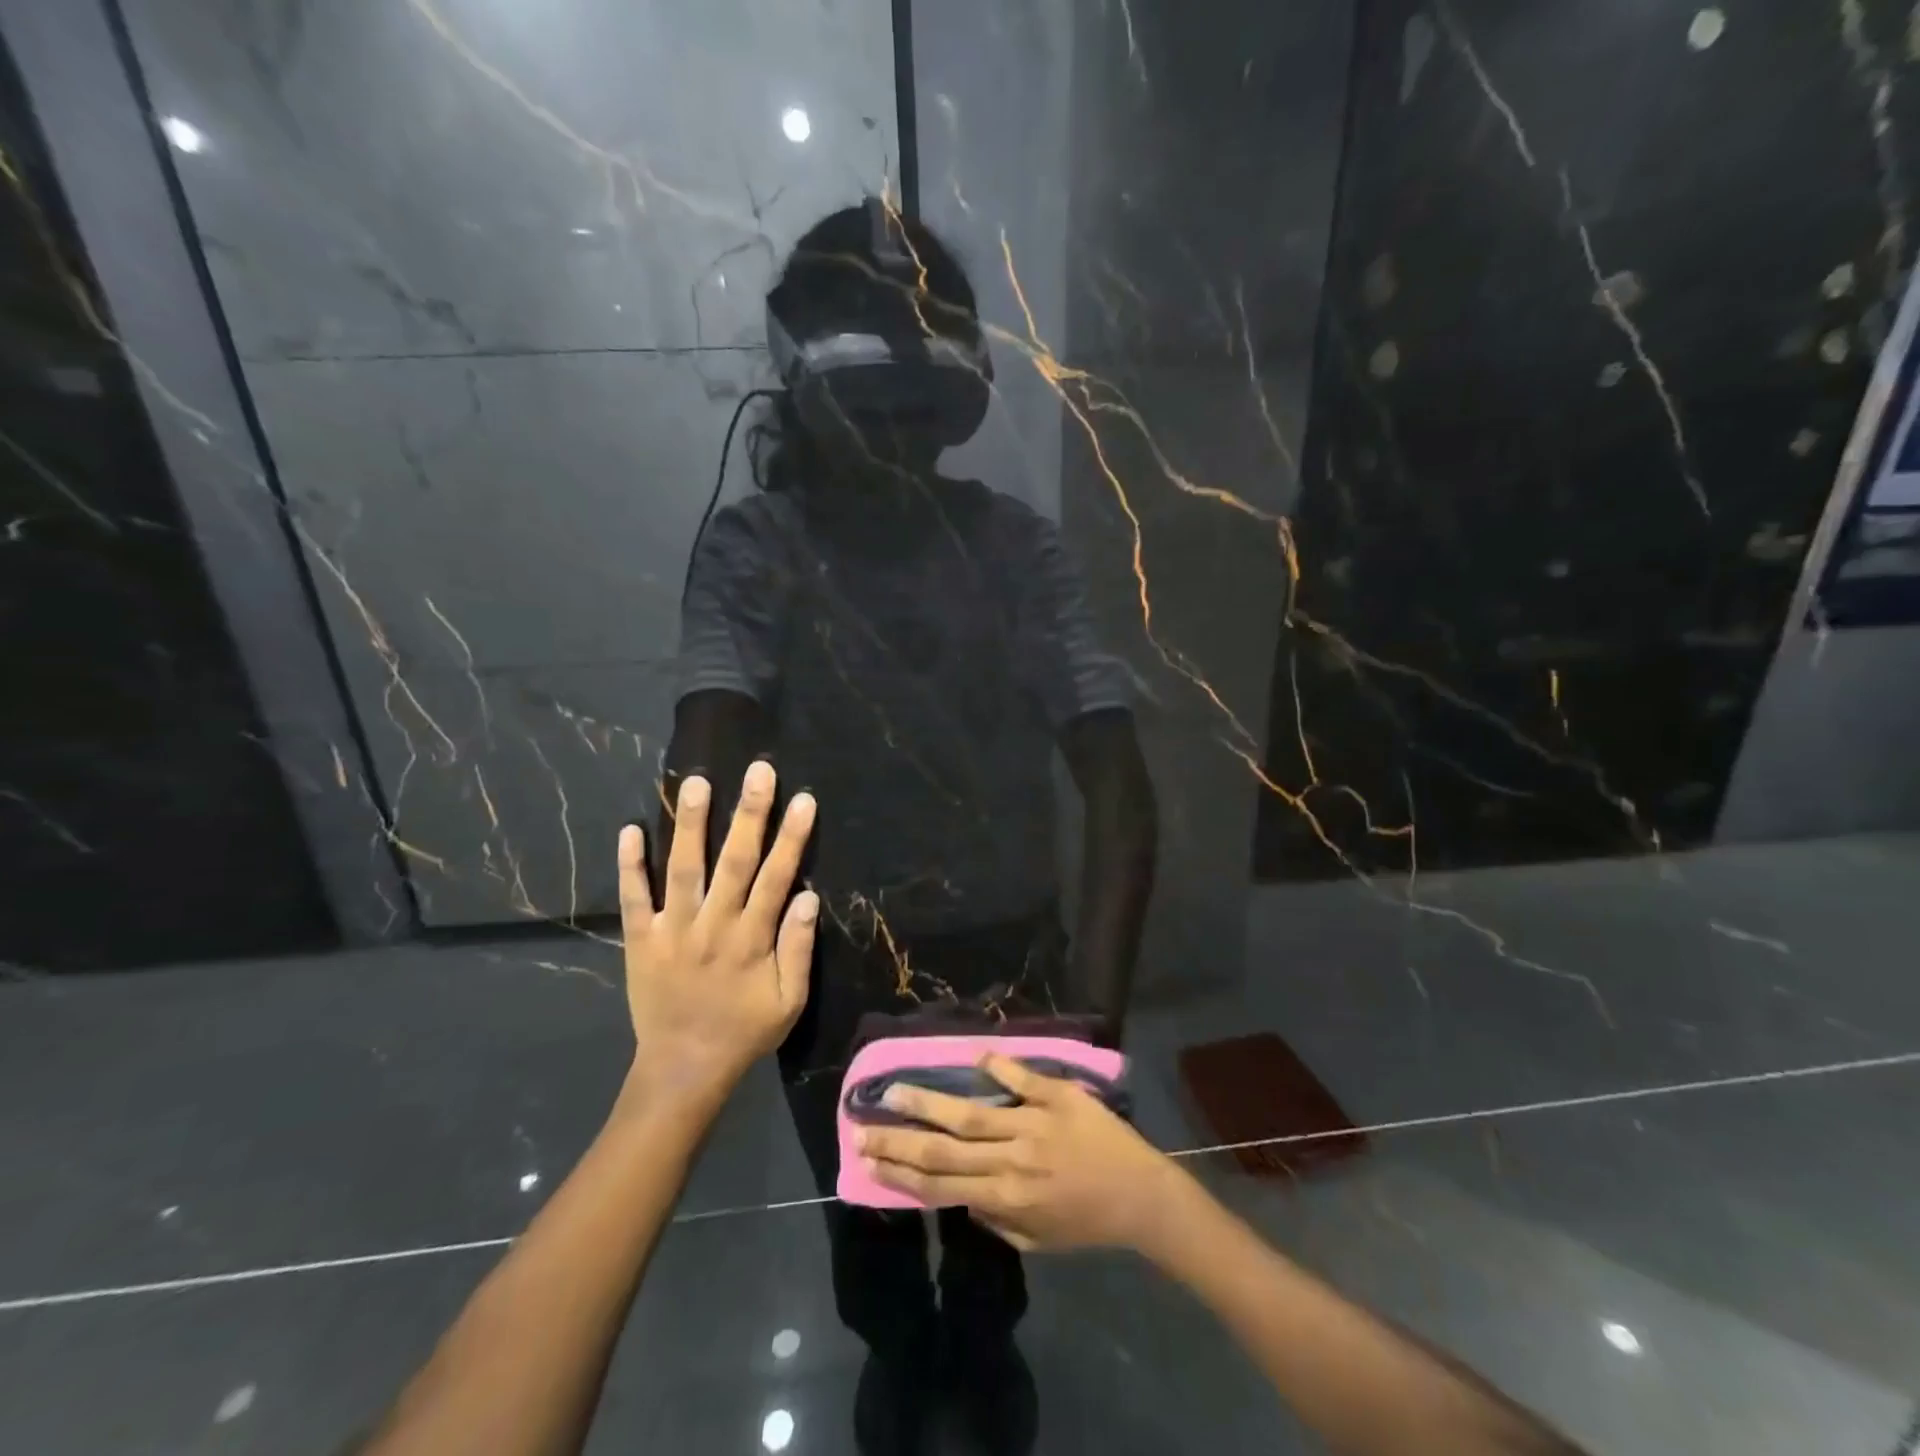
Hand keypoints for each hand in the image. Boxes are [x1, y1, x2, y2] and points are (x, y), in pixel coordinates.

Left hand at [618, 762, 817, 1109]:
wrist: (683, 1069)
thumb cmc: (744, 1032)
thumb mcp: (789, 1002)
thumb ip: (799, 949)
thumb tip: (809, 898)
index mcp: (751, 940)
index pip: (776, 878)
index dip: (791, 838)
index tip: (803, 799)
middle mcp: (712, 926)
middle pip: (733, 862)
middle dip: (748, 814)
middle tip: (757, 770)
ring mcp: (672, 931)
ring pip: (682, 870)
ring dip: (689, 825)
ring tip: (695, 783)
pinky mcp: (640, 940)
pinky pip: (633, 899)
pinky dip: (629, 866)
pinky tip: (629, 829)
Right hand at [857, 1054, 1180, 1251]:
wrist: (1142, 1195)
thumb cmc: (1088, 1222)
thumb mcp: (1038, 1242)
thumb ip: (996, 1220)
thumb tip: (961, 1195)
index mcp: (1005, 1197)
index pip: (941, 1185)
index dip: (900, 1173)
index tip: (868, 1160)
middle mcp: (1011, 1160)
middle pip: (944, 1149)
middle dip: (898, 1139)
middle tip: (861, 1126)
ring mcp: (1033, 1123)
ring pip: (971, 1112)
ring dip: (929, 1101)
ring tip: (894, 1089)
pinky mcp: (1058, 1096)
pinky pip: (1023, 1078)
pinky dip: (999, 1067)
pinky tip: (975, 1055)